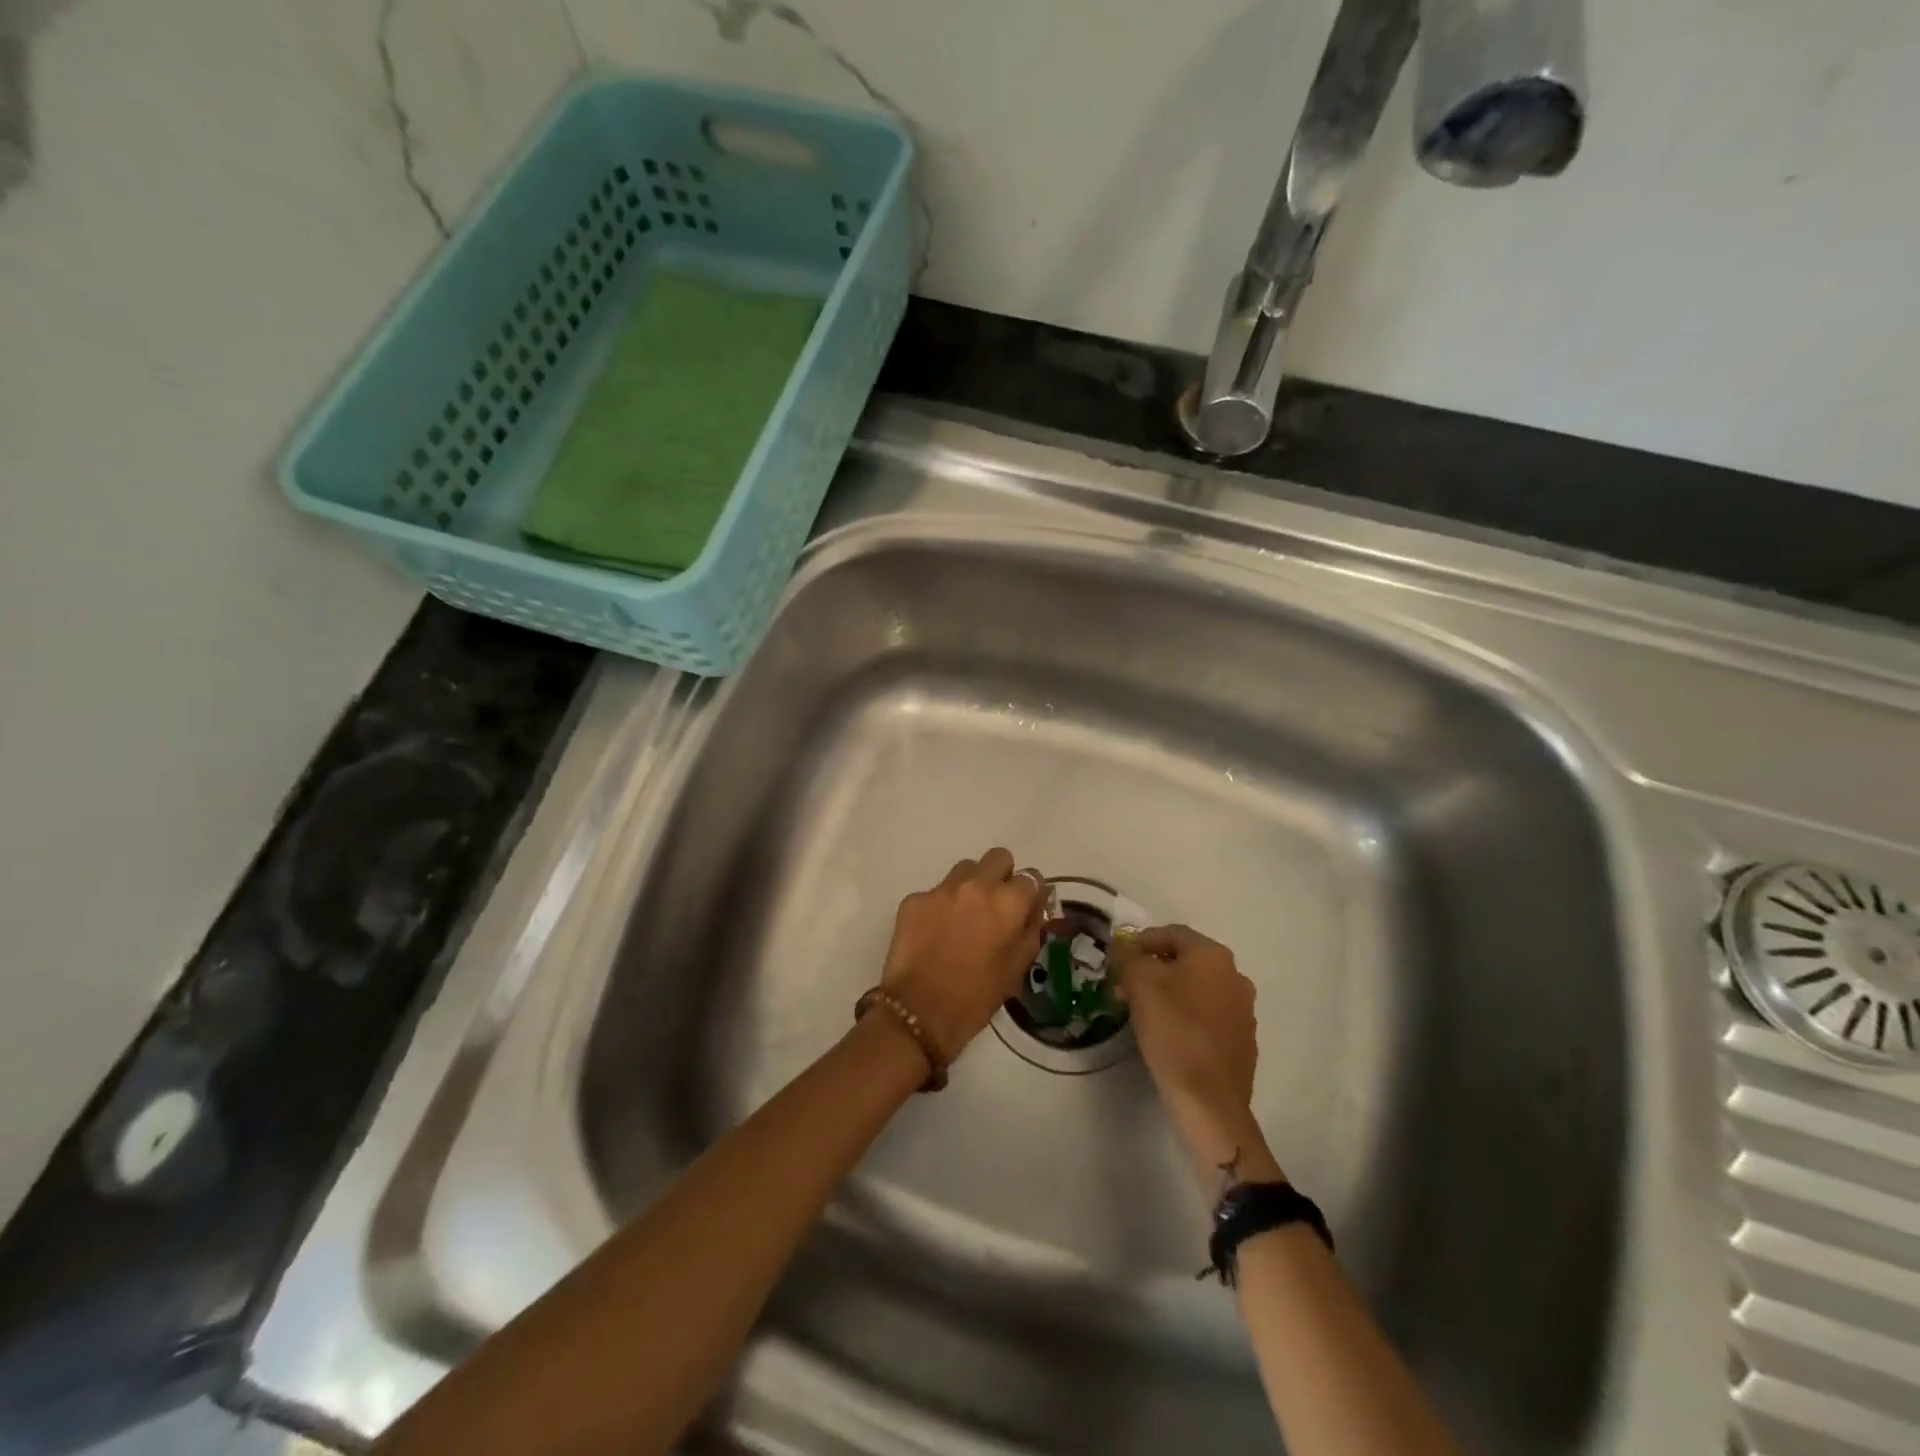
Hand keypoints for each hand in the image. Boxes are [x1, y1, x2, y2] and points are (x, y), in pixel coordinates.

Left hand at [882, 848, 1046, 1065]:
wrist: (919, 1012)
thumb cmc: (976, 998)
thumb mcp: (1017, 968)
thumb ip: (1031, 930)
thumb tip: (1035, 909)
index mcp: (1008, 903)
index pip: (1031, 877)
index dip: (1029, 894)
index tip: (1024, 909)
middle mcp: (976, 886)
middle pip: (998, 858)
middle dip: (1002, 876)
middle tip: (995, 906)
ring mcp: (941, 889)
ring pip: (965, 869)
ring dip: (971, 885)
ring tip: (964, 917)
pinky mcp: (914, 899)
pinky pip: (936, 891)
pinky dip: (941, 906)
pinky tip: (935, 933)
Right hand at [1109, 924, 1283, 1186]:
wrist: (1209, 1100)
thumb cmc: (1172, 1031)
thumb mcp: (1139, 984)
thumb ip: (1129, 956)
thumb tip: (1124, 944)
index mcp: (1213, 955)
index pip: (1171, 933)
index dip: (1141, 942)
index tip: (1119, 960)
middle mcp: (1235, 975)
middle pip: (1187, 961)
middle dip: (1155, 969)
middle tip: (1127, 986)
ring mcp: (1244, 1009)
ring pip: (1199, 988)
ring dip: (1172, 992)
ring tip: (1145, 1012)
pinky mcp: (1244, 1039)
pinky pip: (1210, 1015)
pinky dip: (1188, 1016)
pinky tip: (1170, 1035)